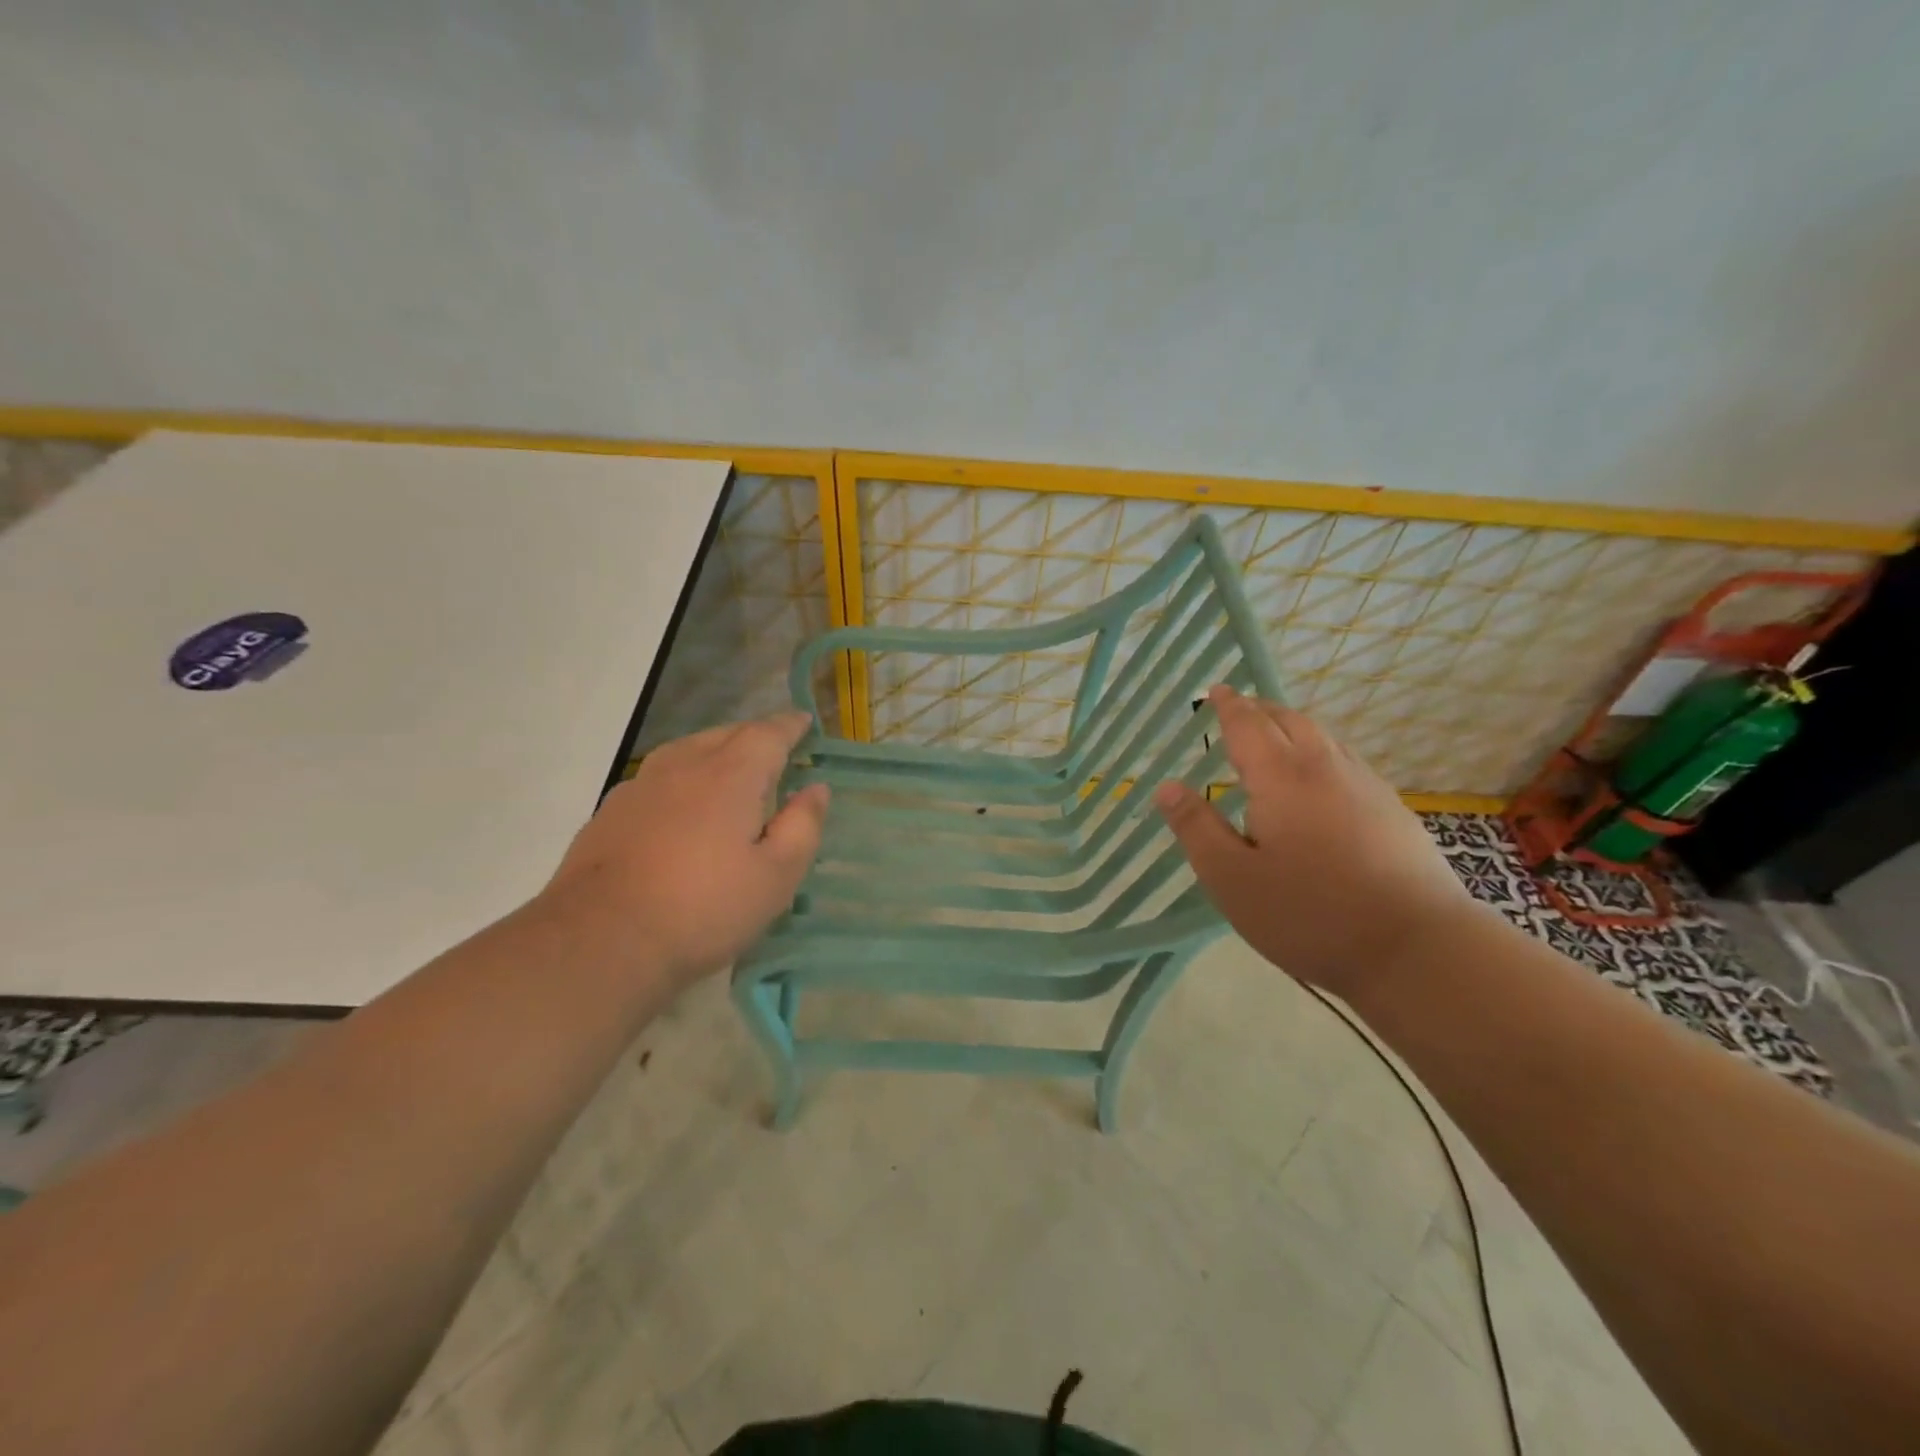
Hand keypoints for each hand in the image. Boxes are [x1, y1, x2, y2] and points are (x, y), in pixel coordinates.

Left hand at [546, 713, 828, 986]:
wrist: (600, 941)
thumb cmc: (703, 909)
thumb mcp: (776, 877)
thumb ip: (802, 827)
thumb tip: (815, 789)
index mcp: (730, 776)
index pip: (766, 734)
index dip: (788, 726)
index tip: (803, 721)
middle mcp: (683, 767)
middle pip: (724, 735)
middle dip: (753, 735)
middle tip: (774, 747)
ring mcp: (640, 787)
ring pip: (686, 750)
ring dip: (715, 750)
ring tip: (730, 767)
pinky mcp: (610, 813)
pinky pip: (658, 776)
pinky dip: (682, 776)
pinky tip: (681, 804)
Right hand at [1154, 686, 1474, 996]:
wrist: (1417, 949)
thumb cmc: (1309, 913)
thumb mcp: (1231, 878)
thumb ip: (1196, 829)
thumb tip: (1166, 786)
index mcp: (1281, 778)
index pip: (1249, 726)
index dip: (1229, 706)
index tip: (1217, 690)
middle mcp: (1326, 769)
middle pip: (1291, 721)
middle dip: (1261, 709)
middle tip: (1239, 707)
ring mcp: (1367, 787)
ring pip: (1324, 738)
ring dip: (1293, 726)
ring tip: (1275, 735)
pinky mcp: (1394, 811)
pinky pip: (1347, 761)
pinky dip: (1321, 751)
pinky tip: (1321, 779)